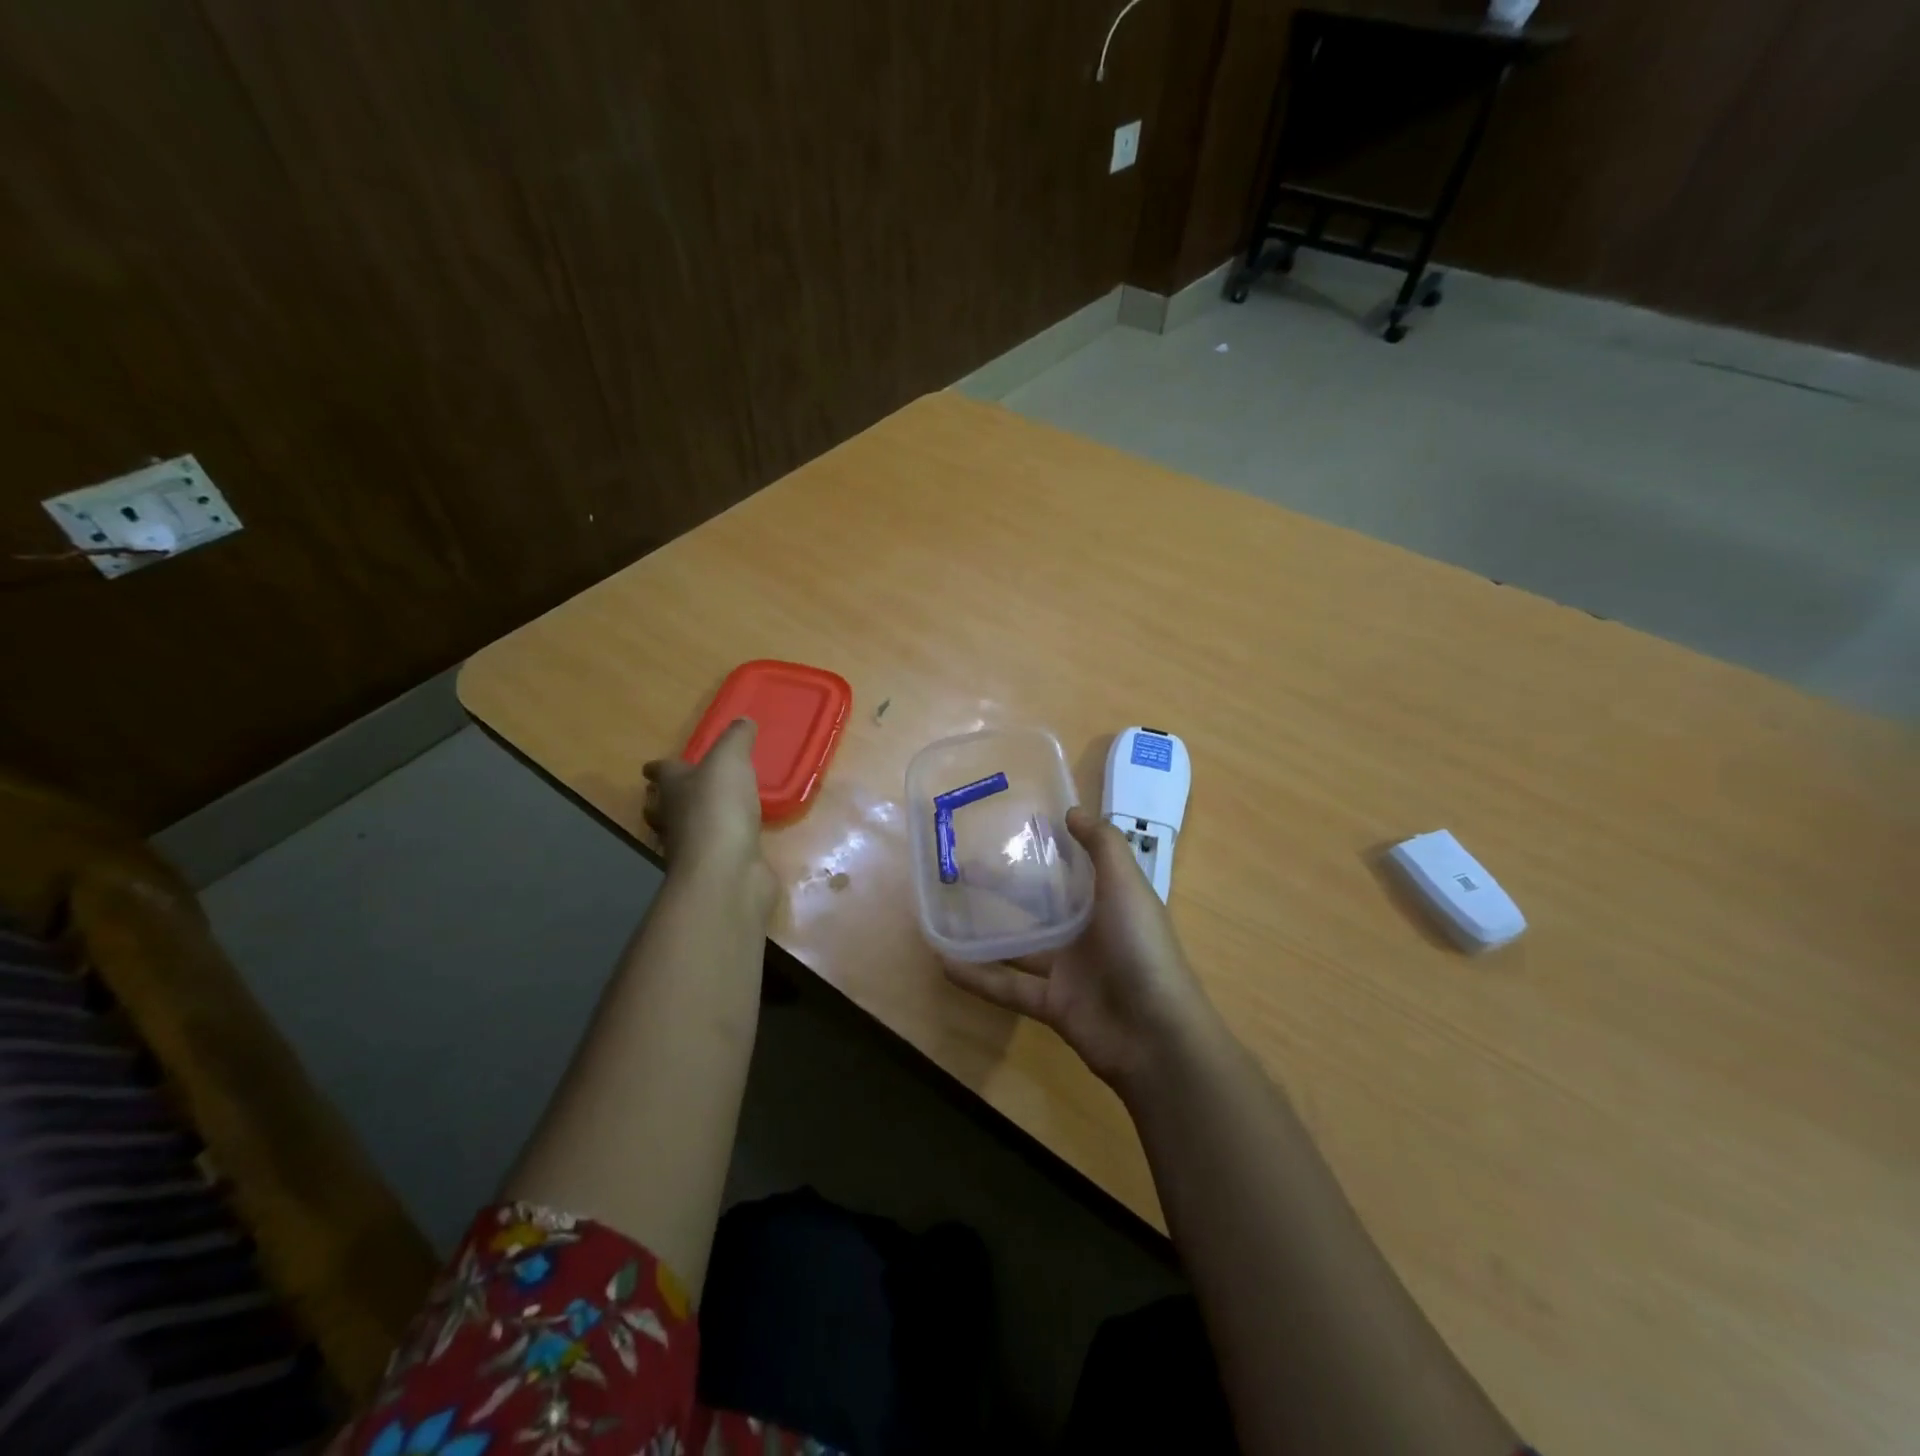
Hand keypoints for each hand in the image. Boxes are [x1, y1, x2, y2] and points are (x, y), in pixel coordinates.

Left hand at [643, 719, 774, 913]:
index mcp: (672, 788)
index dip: (659, 768)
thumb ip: (736, 739)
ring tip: (714, 812)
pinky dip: (724, 843)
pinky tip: (740, 839)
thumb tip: (743, 722)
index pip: (660, 772)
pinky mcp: (716, 868)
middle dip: (667, 798)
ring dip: (695, 822)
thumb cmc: (718, 808)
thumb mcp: (729, 761)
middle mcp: (675, 818)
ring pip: (687, 830)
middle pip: (662, 806)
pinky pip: (717, 850)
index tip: (654, 766)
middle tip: (680, 791)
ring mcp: (693, 848)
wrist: (726, 871)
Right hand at [944, 806, 1215, 1093]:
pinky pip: (1008, 987)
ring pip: (1020, 946)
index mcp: (1108, 901)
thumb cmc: (1142, 949)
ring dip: (986, 933)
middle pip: (1040, 905)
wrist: (1156, 1036)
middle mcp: (1088, 932)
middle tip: (964, 868)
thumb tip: (1072, 811)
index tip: (1010, 829)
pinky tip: (945, 963)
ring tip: (946, 913)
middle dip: (1006, 888)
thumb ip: (1103, 846)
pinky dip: (979, 977)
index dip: (1047, 849)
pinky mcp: (1052, 1004)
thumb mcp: (1127, 886)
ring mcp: (1069, 970)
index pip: (1074, 868)